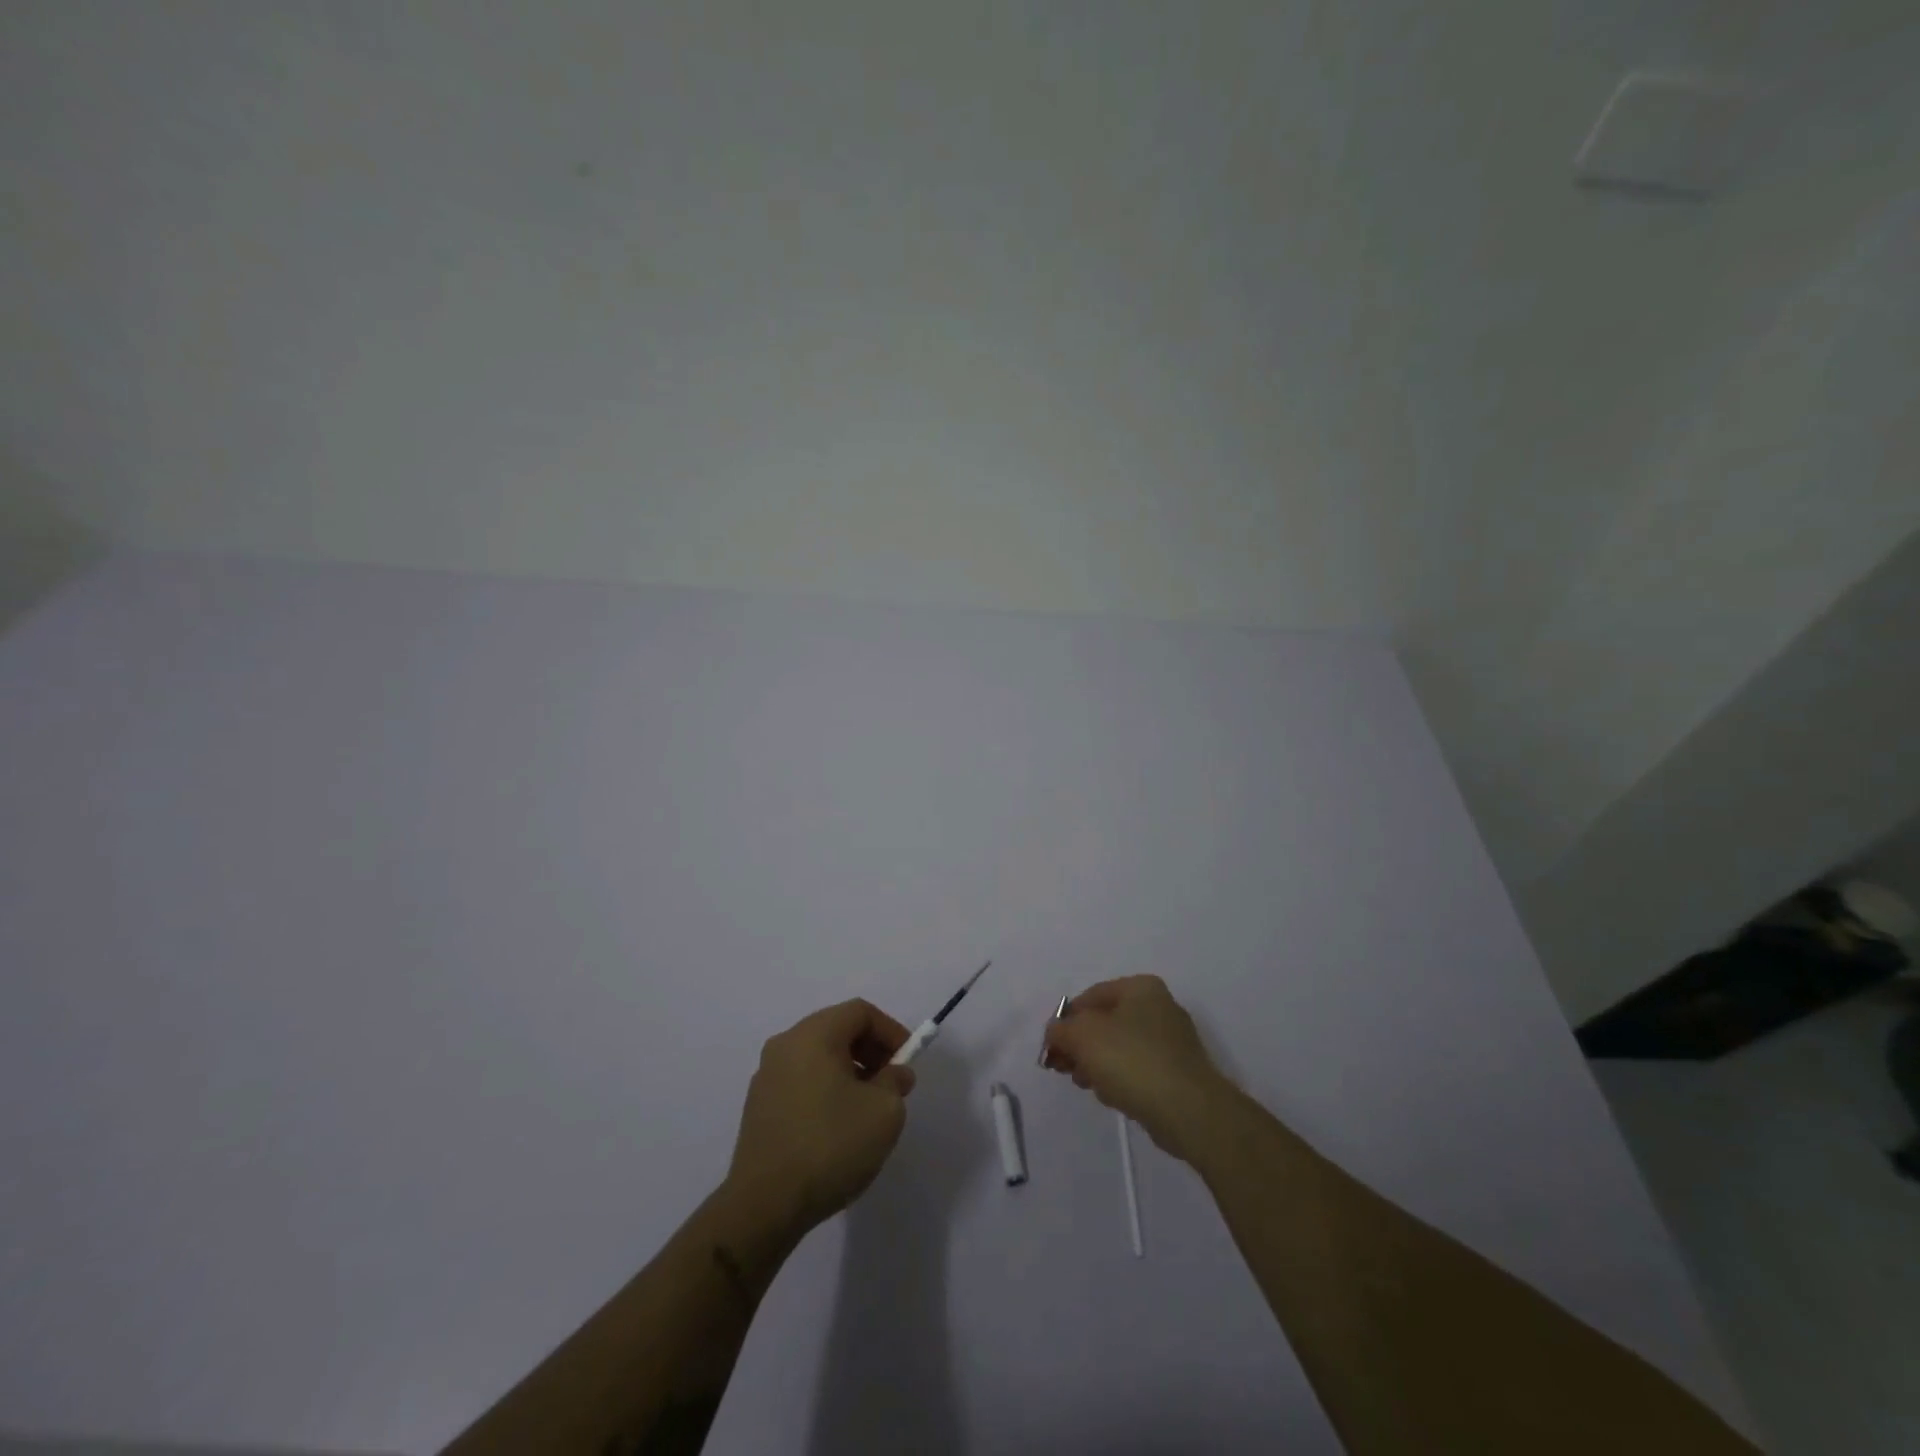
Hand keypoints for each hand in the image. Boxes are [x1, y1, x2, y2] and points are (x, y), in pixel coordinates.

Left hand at [727, 999, 917, 1234]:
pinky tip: (837, 1127)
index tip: (907, 1061)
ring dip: (849, 1072)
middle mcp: (785, 1045)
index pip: (860, 1012)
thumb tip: (893, 1073)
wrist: (764, 1206)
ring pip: (818, 1057)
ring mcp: (766, 1076)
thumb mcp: (884, 1111)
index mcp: (813, 1035)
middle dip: (870, 1051)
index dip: (890, 1031)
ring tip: (867, 1108)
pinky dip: (826, 1089)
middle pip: (837, 1030)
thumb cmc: (830, 1146)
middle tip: (892, 1083)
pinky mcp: (758, 1107)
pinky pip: (801, 1081)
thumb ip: (895, 1081)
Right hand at [1042, 975, 1231, 1161]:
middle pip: (1105, 1022)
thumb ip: (1061, 1029)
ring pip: (1120, 1047)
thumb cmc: (1132, 1061)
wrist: (1189, 1111)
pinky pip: (1138, 1069)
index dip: (1065, 1020)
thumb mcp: (1083, 1036)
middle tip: (1063, 1068)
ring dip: (1097, 1064)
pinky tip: (1112, 1096)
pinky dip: (1121, 1078)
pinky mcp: (1178, 1072)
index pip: (1090, 996)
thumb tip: (1055, 1032)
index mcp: (1140, 987)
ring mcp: (1172, 1041)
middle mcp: (1159, 1006)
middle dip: (1080, 1045)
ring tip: (1086, 1084)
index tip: (1051, 1047)